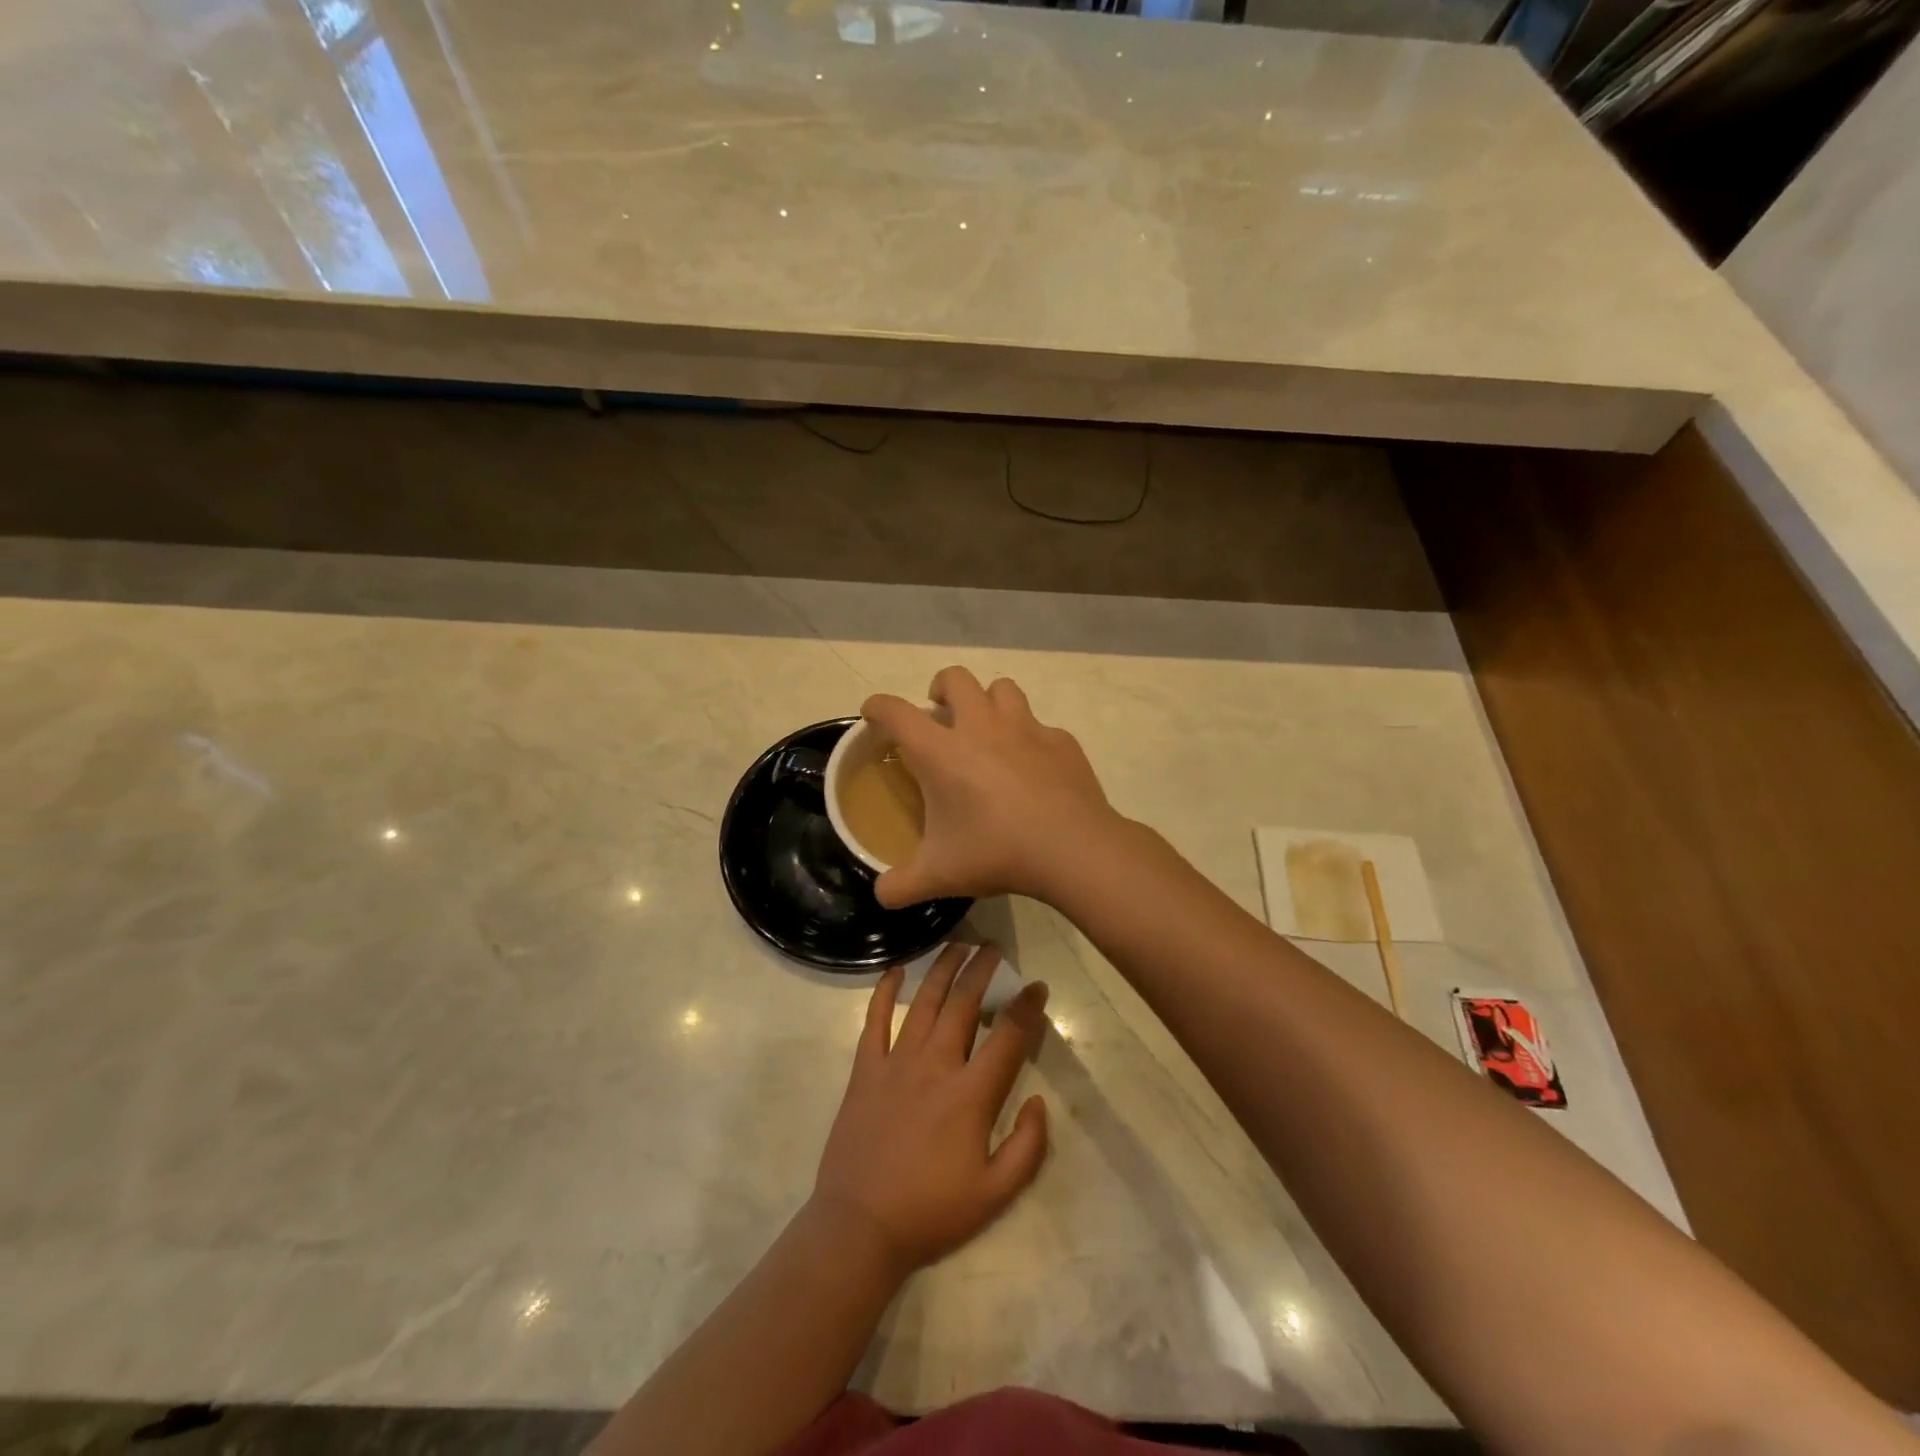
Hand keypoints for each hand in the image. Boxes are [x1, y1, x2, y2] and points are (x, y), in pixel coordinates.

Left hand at [809, 944, 1050, 1277]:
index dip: (1027, 1007)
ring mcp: (896, 1062)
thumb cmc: (932, 1211)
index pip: (1008, 1036)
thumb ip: (1028, 1146)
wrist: (860, 1227)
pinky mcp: (865, 1069)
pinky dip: (885, 991)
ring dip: (943, 968)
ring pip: (925, 1001)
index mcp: (971, 1094)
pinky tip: (896, 970)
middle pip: (965, 1003)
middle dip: (983, 970)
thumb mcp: (996, 1194)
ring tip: (957, 945)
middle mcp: (936, 1065)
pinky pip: (875, 1020)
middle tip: (994, 948)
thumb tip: (1038, 1099)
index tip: (1038, 986)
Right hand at [863, 667, 1121, 906]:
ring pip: (1002, 688)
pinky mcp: (1061, 741)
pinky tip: (1034, 768)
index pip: (896, 712)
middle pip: (955, 678)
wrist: (1073, 849)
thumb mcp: (939, 876)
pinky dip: (1031, 739)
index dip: (878, 707)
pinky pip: (1040, 726)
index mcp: (941, 752)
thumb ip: (901, 885)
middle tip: (940, 715)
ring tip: (988, 730)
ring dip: (989, 701)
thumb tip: (882, 895)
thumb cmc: (997, 853)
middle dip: (941, 688)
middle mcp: (981, 727)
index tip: (874, 715)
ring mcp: (1026, 728)